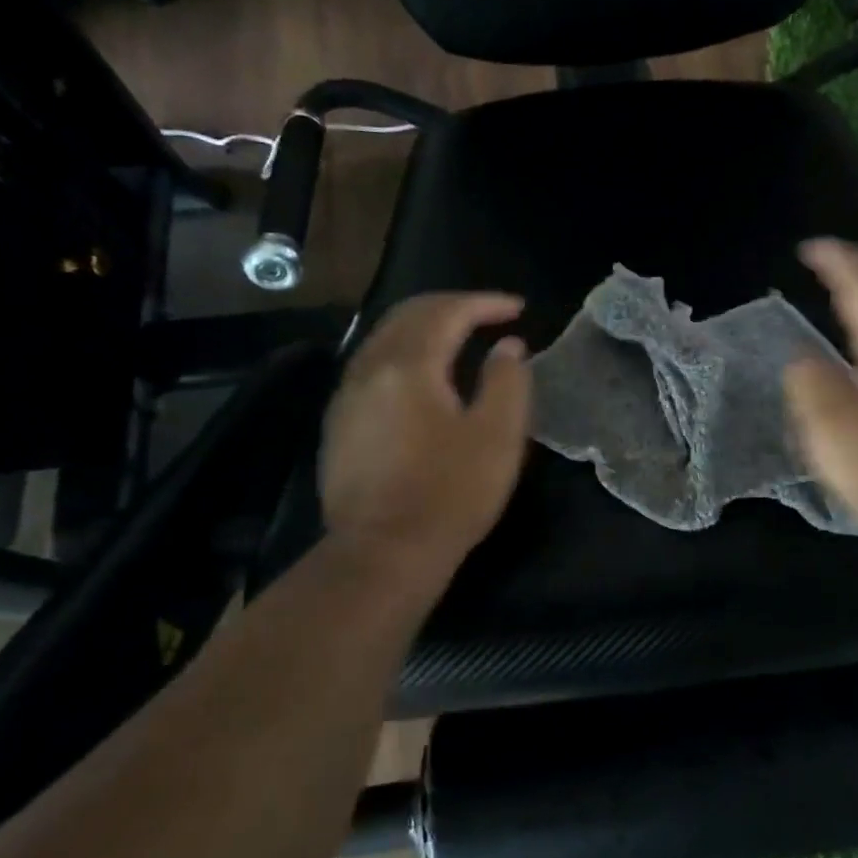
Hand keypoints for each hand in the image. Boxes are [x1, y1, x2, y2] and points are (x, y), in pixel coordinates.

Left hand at [320, 292, 531, 563]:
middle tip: (488, 314)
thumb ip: (508, 381)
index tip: (518, 308)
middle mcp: (369, 369)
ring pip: (384, 338)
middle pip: (408, 315)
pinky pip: (372, 365)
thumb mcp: (498, 436)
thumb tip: (507, 347)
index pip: (447, 312)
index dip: (485, 303)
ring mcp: (346, 397)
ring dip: (423, 326)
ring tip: (458, 336)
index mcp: (409, 365)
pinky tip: (421, 375)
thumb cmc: (450, 494)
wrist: (383, 554)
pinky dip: (403, 352)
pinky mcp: (339, 424)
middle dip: (451, 305)